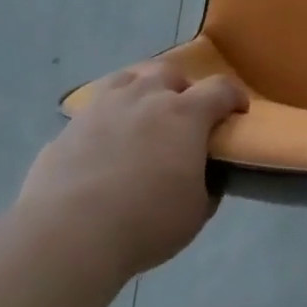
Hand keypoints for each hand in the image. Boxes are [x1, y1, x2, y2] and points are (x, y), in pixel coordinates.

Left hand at [20, 61, 246, 275]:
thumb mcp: (196, 212)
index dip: (234, 97)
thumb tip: (207, 176)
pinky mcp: (70, 126)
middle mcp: (146, 97)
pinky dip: (108, 116)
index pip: (220, 88)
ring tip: (142, 112)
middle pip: (170, 72)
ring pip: (129, 78)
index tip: (237, 111)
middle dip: (183, 88)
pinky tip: (106, 140)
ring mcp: (104, 106)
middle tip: (184, 114)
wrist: (69, 234)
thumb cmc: (146, 222)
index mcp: (185, 114)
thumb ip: (207, 186)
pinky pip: (96, 108)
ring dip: (142, 89)